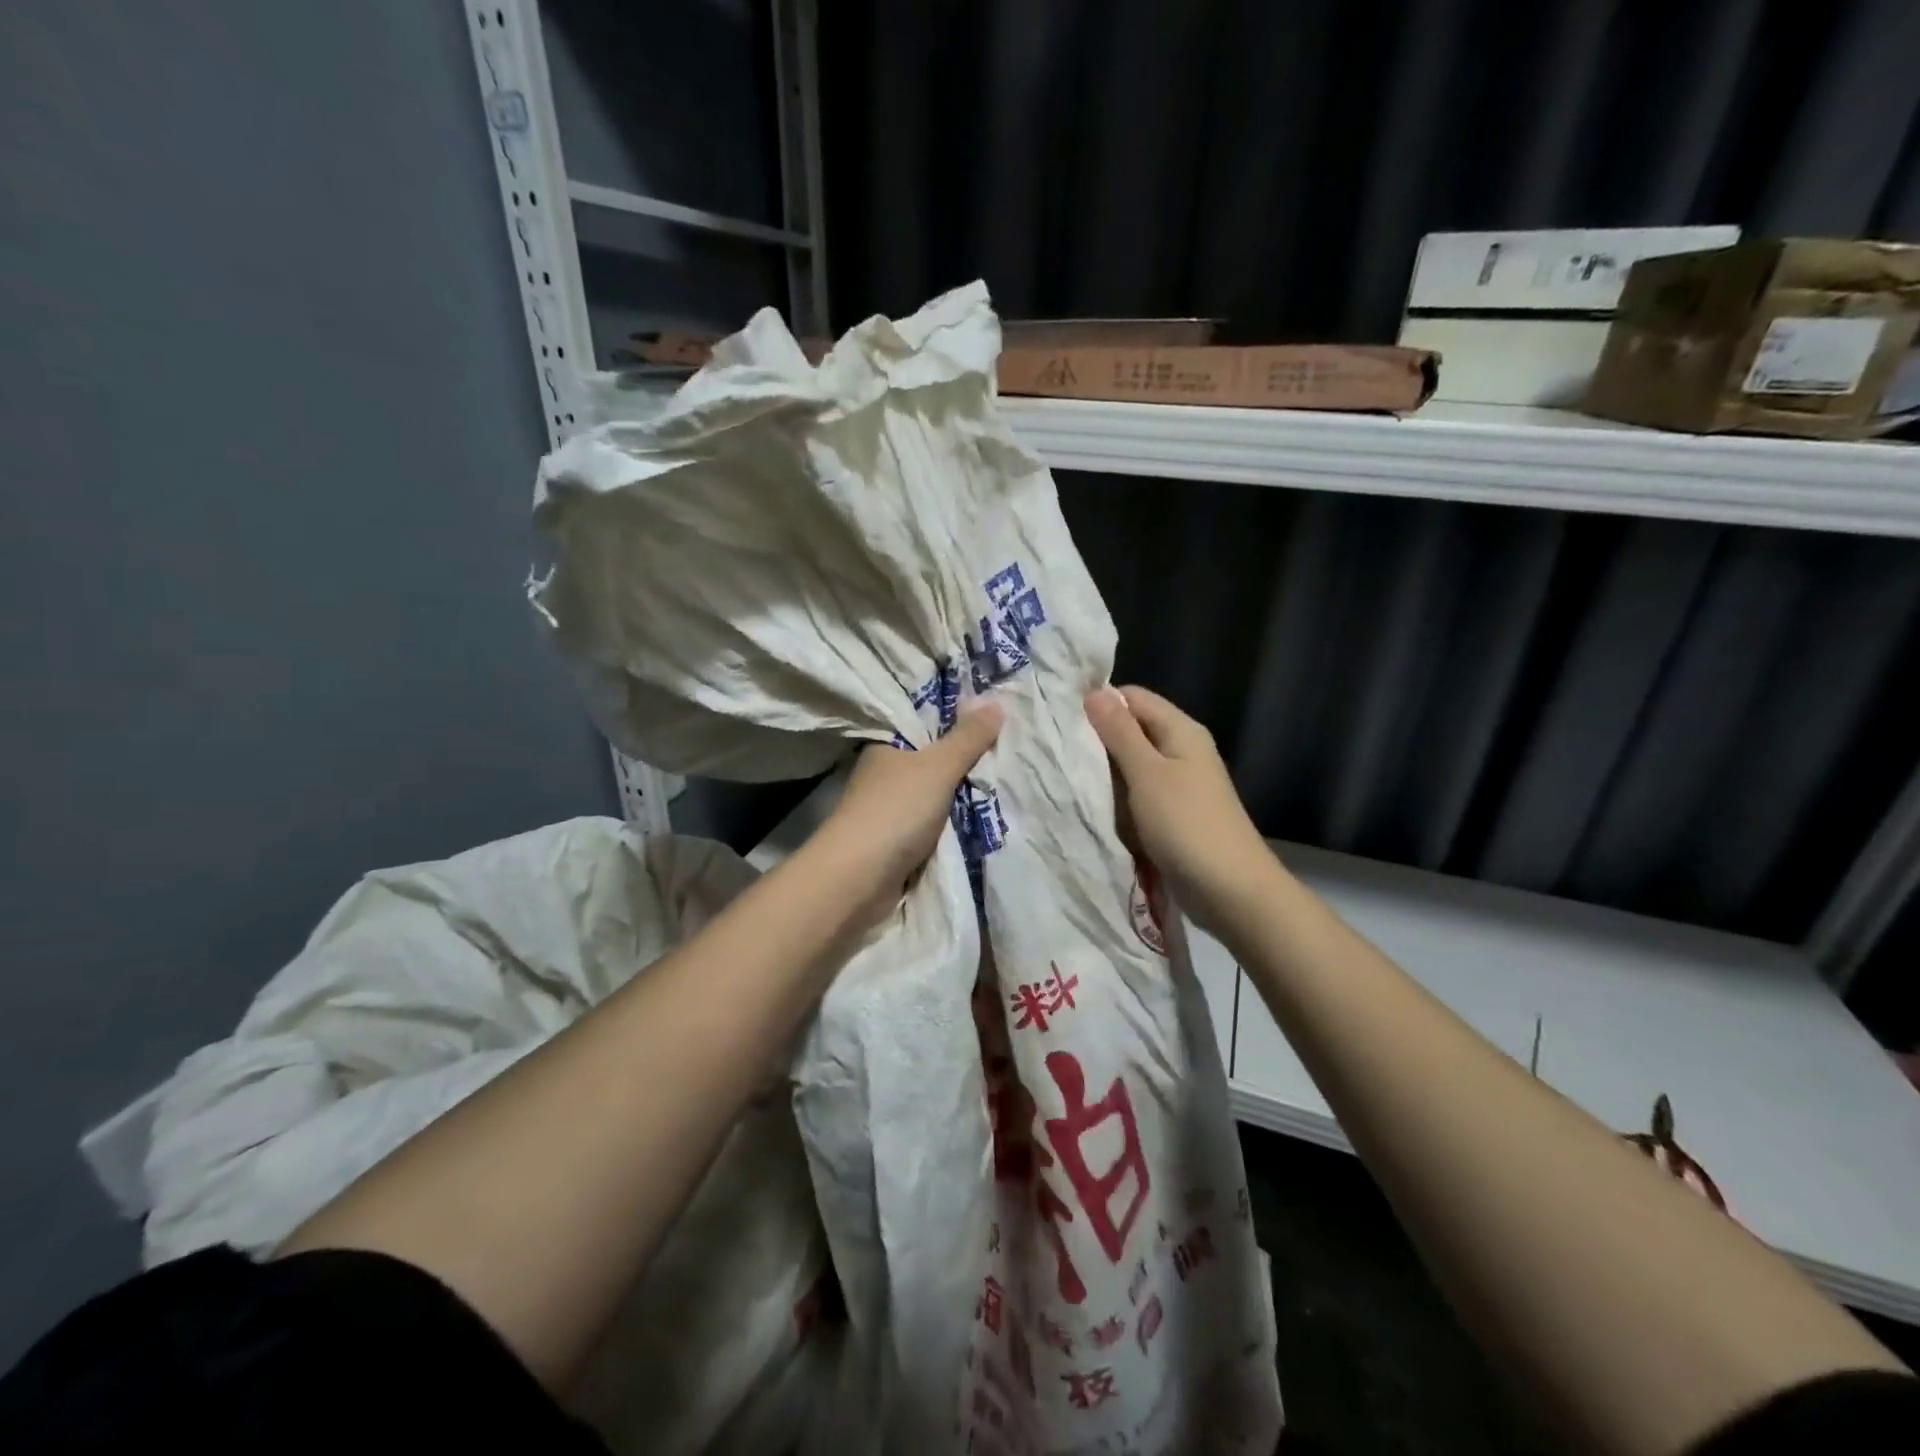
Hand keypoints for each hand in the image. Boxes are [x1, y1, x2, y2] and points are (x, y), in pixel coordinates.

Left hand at [810, 701, 1004, 922]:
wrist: (858, 879)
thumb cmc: (895, 811)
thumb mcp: (938, 767)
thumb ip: (967, 738)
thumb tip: (995, 701)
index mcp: (885, 746)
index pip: (924, 724)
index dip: (956, 719)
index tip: (993, 718)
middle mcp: (884, 774)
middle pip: (932, 761)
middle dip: (964, 761)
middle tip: (1009, 751)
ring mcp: (888, 810)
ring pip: (934, 795)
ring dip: (960, 796)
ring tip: (1004, 783)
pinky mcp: (895, 842)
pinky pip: (933, 825)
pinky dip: (952, 824)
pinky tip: (982, 819)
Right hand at [1084, 685, 1271, 936]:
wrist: (1230, 890)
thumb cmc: (1187, 824)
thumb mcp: (1147, 774)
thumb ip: (1120, 733)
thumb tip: (1094, 693)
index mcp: (1181, 730)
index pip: (1133, 698)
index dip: (1100, 703)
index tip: (1061, 718)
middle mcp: (1182, 750)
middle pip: (1133, 729)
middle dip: (1098, 738)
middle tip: (1057, 749)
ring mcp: (1179, 783)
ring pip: (1132, 763)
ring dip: (1105, 770)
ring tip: (1066, 774)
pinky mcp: (1173, 813)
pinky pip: (1138, 792)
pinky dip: (1117, 795)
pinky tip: (1092, 803)